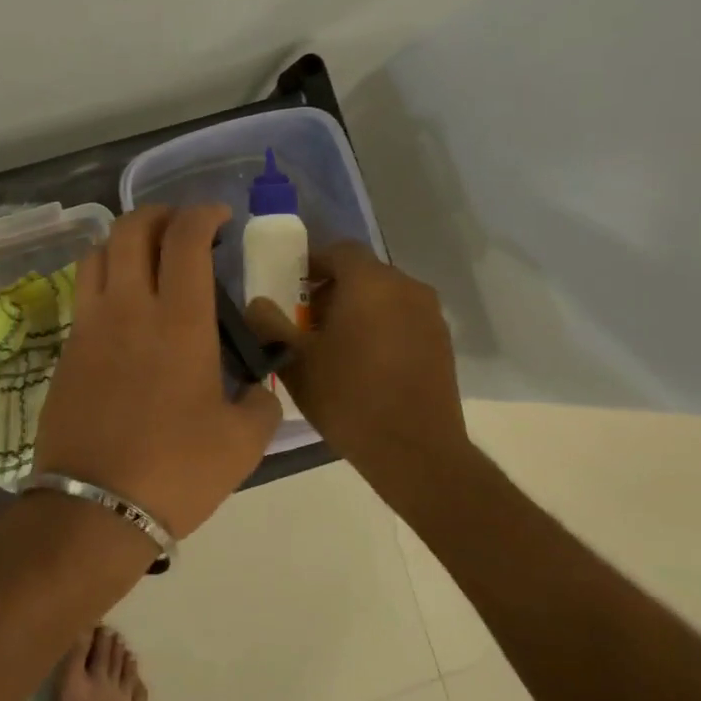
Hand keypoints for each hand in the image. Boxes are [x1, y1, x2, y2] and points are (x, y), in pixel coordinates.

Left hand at [36, 205, 281, 538]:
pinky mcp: (66, 350)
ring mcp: (89, 326)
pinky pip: (83, 292)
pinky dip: (104, 278)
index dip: (203, 214)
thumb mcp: (243, 442)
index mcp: (178, 321)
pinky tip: (122, 306)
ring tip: (146, 258)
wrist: (94, 506)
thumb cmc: (175, 471)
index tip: (219, 218)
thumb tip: (256, 389)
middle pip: (131, 229)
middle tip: (181, 227)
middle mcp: (128, 308)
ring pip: (97, 253)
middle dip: (159, 214)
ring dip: (124, 241)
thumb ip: (260, 403)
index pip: (185, 238)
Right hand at [245, 242, 472, 509]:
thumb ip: (270, 324)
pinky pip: (403, 319)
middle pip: (363, 273)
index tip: (291, 291)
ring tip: (334, 346)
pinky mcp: (442, 342)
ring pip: (385, 297)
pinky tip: (365, 364)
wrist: (414, 449)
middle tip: (307, 322)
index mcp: (370, 282)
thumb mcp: (295, 360)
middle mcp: (406, 287)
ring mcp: (430, 315)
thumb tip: (257, 304)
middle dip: (332, 289)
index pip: (339, 250)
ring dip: (358, 309)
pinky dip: (381, 327)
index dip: (311, 264)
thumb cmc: (347, 397)